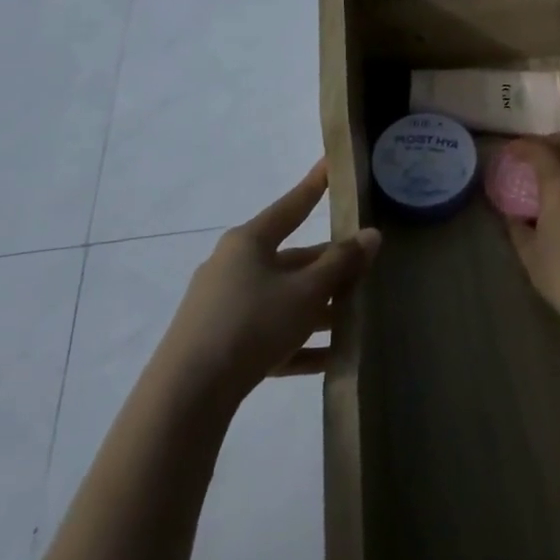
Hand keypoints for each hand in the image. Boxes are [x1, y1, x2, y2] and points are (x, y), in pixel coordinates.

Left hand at [164, 159, 380, 397]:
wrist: (188, 394)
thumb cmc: (252, 323)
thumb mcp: (306, 291)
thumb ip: (341, 263)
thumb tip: (371, 235)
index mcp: (249, 243)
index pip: (291, 206)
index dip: (314, 186)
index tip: (330, 165)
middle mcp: (234, 267)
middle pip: (292, 259)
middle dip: (329, 267)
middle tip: (365, 269)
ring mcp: (225, 306)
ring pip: (284, 299)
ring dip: (319, 309)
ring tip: (356, 319)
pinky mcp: (222, 343)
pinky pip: (271, 334)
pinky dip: (300, 342)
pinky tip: (331, 359)